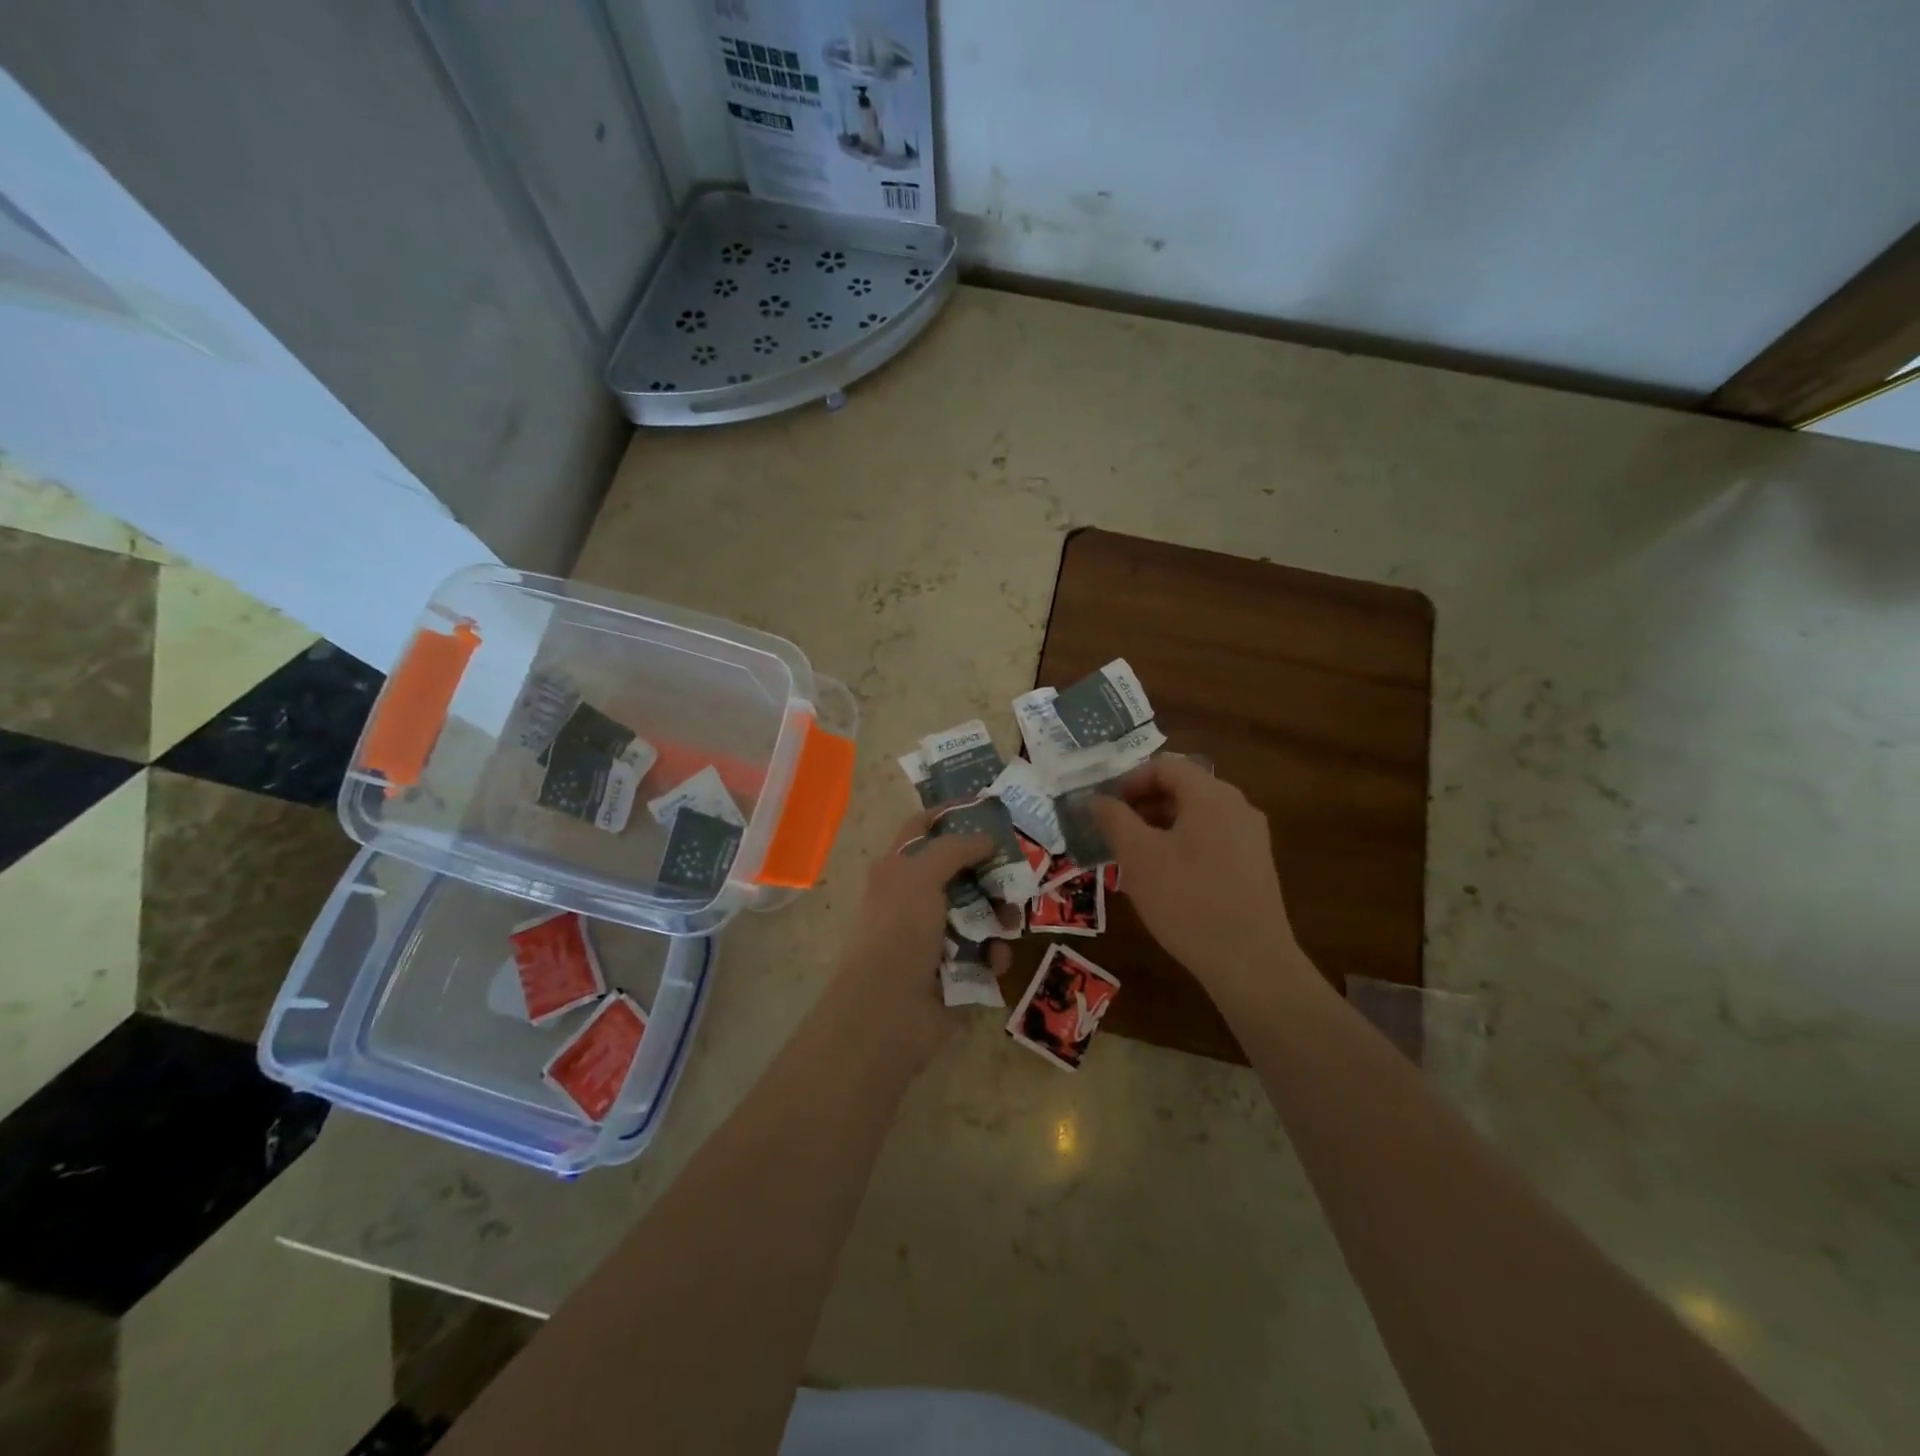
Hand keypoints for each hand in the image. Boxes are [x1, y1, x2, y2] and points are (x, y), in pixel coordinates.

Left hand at [833, 810, 1012, 1065]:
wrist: (888, 1013)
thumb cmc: (899, 932)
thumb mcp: (920, 876)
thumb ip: (954, 848)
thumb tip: (986, 837)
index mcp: (898, 870)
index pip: (924, 828)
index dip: (951, 812)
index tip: (989, 806)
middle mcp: (916, 897)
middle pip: (962, 869)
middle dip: (991, 868)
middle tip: (1020, 866)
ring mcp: (936, 935)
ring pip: (980, 909)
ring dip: (1000, 913)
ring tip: (1011, 921)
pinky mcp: (956, 969)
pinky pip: (986, 950)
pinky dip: (993, 952)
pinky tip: (993, 959)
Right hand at [1089, 756, 1300, 994]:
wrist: (1251, 963)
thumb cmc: (1187, 901)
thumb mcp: (1138, 857)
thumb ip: (1113, 819)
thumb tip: (1095, 798)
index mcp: (1211, 795)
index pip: (1164, 765)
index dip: (1128, 781)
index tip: (1104, 809)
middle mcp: (1237, 806)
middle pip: (1182, 788)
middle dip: (1142, 806)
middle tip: (1113, 833)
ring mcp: (1251, 837)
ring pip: (1196, 816)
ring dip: (1159, 827)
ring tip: (1133, 859)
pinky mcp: (1255, 866)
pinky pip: (1212, 839)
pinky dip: (1182, 846)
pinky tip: (1165, 880)